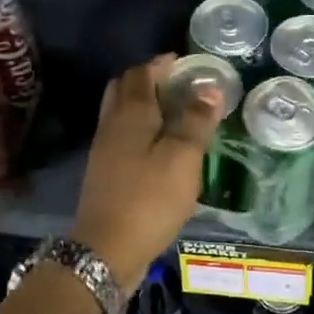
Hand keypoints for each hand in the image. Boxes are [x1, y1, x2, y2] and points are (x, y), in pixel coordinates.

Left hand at [70, 54, 223, 290]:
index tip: (184, 63)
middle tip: (176, 84)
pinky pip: (122, 136)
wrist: (106, 250)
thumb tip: (209, 87)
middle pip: (124, 89)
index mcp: (131, 113)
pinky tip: (159, 147)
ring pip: (121, 113)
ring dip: (143, 105)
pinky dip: (140, 129)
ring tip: (174, 113)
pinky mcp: (104, 173)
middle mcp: (112, 124)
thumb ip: (196, 120)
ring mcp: (104, 150)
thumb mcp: (183, 157)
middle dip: (148, 80)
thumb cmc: (149, 198)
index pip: (141, 74)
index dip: (162, 65)